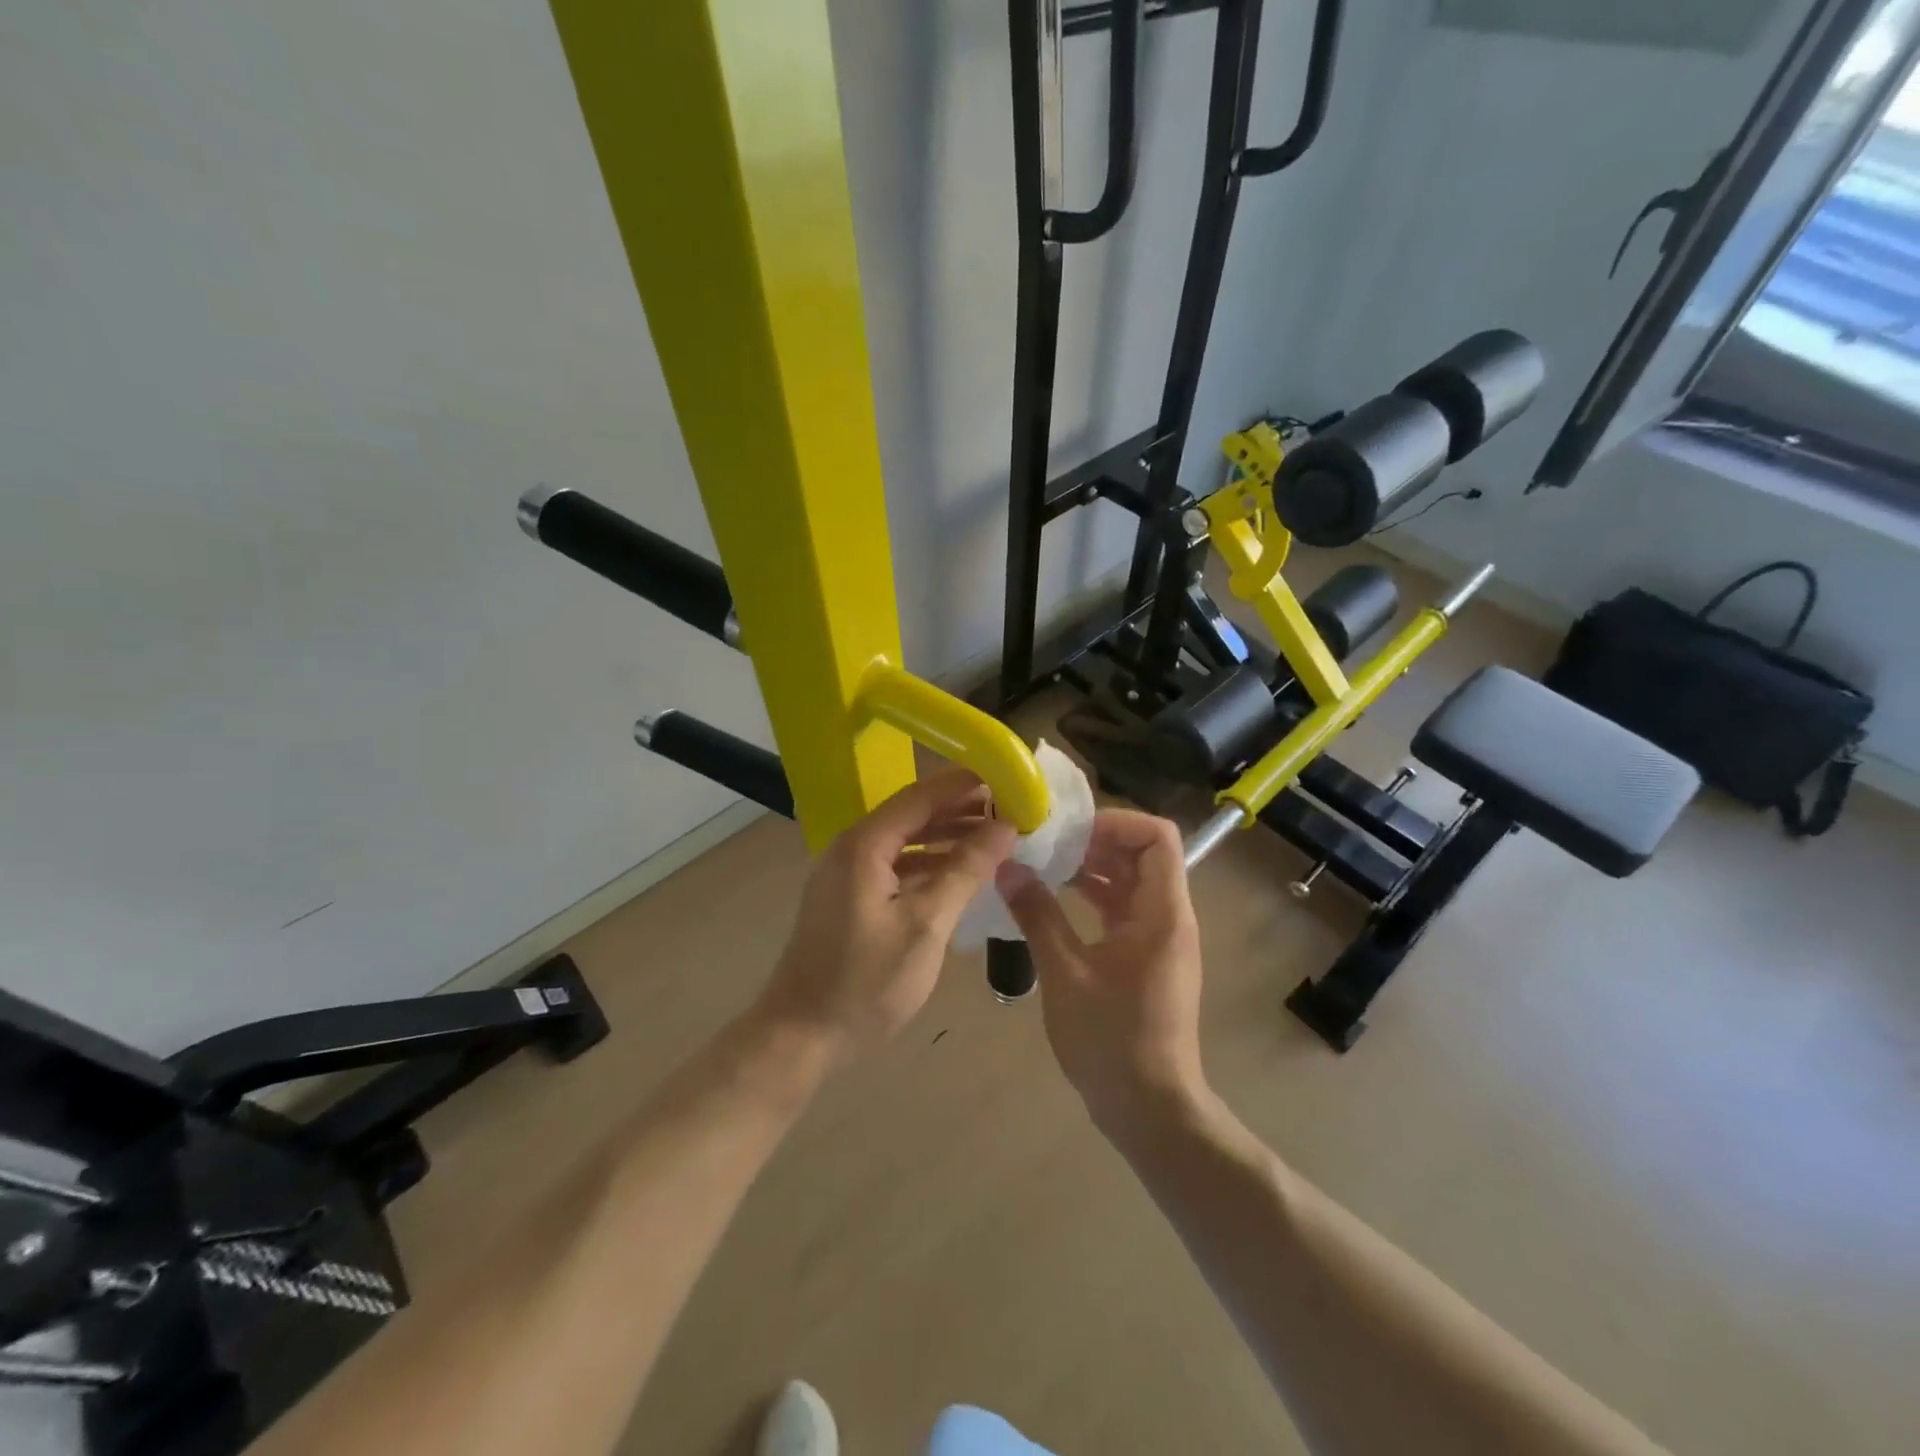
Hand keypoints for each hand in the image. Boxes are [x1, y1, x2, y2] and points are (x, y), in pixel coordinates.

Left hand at [755, 770, 1016, 1063]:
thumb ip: (965, 869)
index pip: (921, 795)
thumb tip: (1006, 826)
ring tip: (996, 838)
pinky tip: (960, 873)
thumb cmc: (866, 982)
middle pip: (913, 813)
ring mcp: (847, 872)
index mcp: (865, 844)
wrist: (801, 1036)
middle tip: (1011, 810)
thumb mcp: (926, 925)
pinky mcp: (849, 896)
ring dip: (947, 836)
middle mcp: (852, 847)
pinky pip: (895, 864)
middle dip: (961, 809)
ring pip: (905, 840)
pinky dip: (928, 863)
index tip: (1009, 778)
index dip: (965, 784)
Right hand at [996, 809, 1205, 1133]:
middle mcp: (1168, 917)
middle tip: (1045, 843)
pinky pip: (1123, 910)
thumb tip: (1007, 868)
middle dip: (1094, 842)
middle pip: (1142, 855)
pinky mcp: (1145, 959)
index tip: (1069, 829)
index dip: (1117, 821)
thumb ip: (1037, 915)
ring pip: (1130, 883)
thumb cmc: (1111, 1039)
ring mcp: (1159, 939)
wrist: (1150, 1109)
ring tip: (1042, 865)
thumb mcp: (1065, 974)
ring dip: (1091, 869)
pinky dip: (1092, 898)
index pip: (1158, 837)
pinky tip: (1052, 901)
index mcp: (1162, 912)